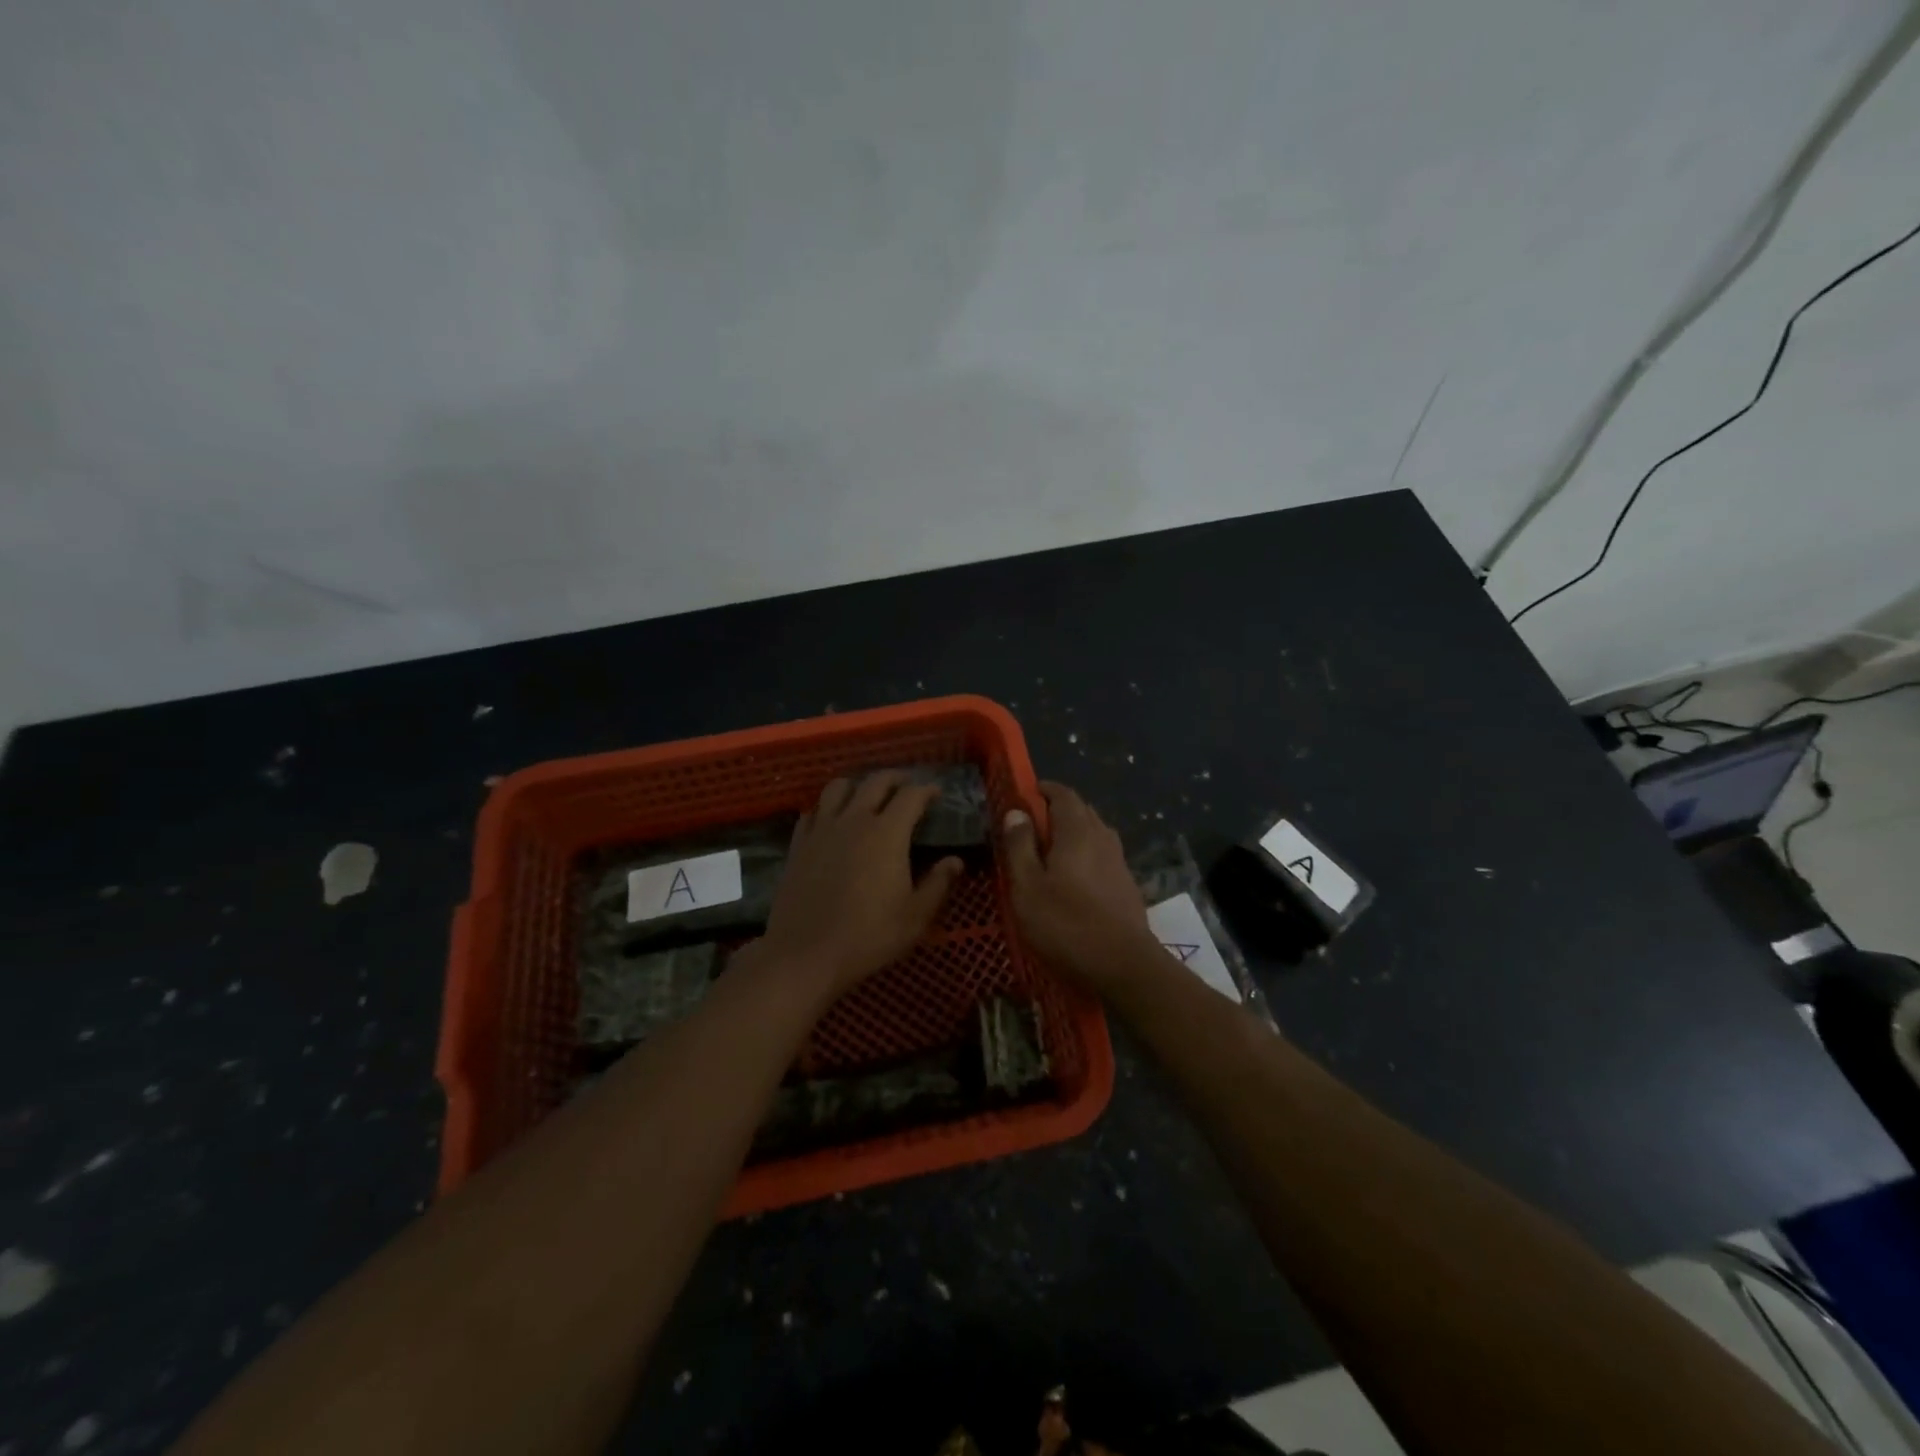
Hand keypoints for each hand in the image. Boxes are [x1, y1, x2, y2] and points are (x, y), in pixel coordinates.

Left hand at [757, 771, 962, 999]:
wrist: (804, 954)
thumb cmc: (868, 936)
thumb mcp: (915, 917)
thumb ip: (938, 884)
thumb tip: (955, 861)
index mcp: (887, 833)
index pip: (911, 795)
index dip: (927, 789)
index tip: (937, 793)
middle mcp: (854, 820)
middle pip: (876, 781)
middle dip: (895, 778)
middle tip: (907, 785)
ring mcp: (822, 829)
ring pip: (838, 787)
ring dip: (857, 784)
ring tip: (867, 795)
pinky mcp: (798, 844)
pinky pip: (813, 811)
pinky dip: (826, 808)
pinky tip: (832, 821)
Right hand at [1001, 781, 1152, 987]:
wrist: (1123, 966)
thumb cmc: (1066, 924)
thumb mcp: (1027, 887)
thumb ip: (1019, 846)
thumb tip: (1016, 812)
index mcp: (1077, 831)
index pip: (1063, 794)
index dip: (1043, 790)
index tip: (1024, 795)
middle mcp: (1102, 838)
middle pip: (1081, 811)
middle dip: (1056, 811)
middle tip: (1030, 827)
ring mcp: (1119, 862)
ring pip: (1093, 834)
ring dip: (1072, 834)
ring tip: (1048, 854)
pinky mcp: (1126, 885)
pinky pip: (1101, 856)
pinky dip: (1084, 855)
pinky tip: (1072, 880)